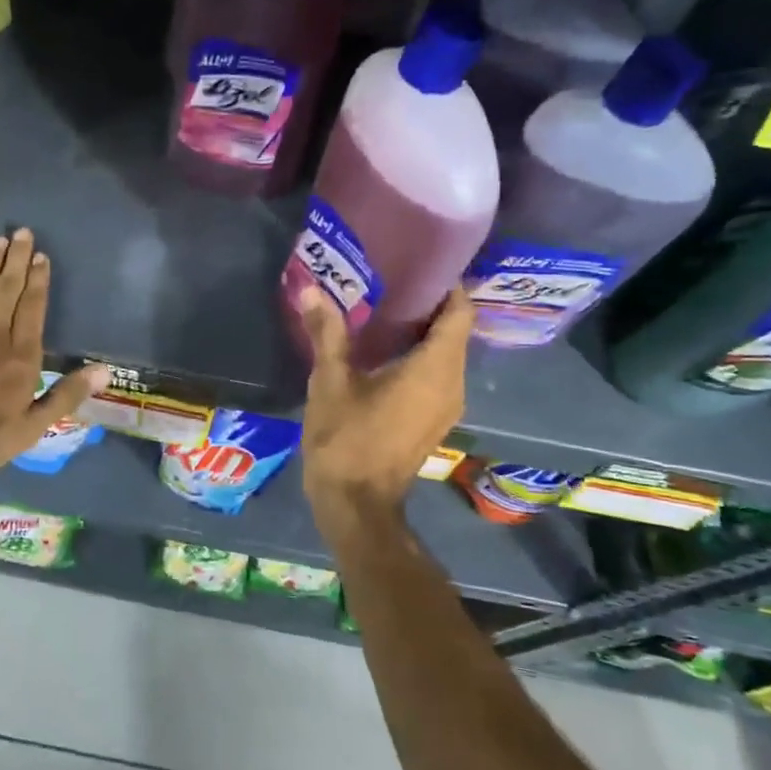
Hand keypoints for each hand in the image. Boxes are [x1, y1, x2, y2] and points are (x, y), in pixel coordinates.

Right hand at [297, 286, 470, 523]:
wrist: (356, 505)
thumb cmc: (346, 439)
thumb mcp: (330, 382)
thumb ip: (327, 332)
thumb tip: (310, 288)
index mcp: (434, 368)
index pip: (459, 313)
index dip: (447, 286)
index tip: (419, 264)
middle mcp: (452, 384)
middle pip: (454, 331)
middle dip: (428, 304)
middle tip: (392, 281)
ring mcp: (447, 406)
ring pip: (446, 355)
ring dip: (422, 332)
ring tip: (385, 310)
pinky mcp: (434, 421)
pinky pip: (437, 375)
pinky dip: (419, 357)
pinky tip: (384, 352)